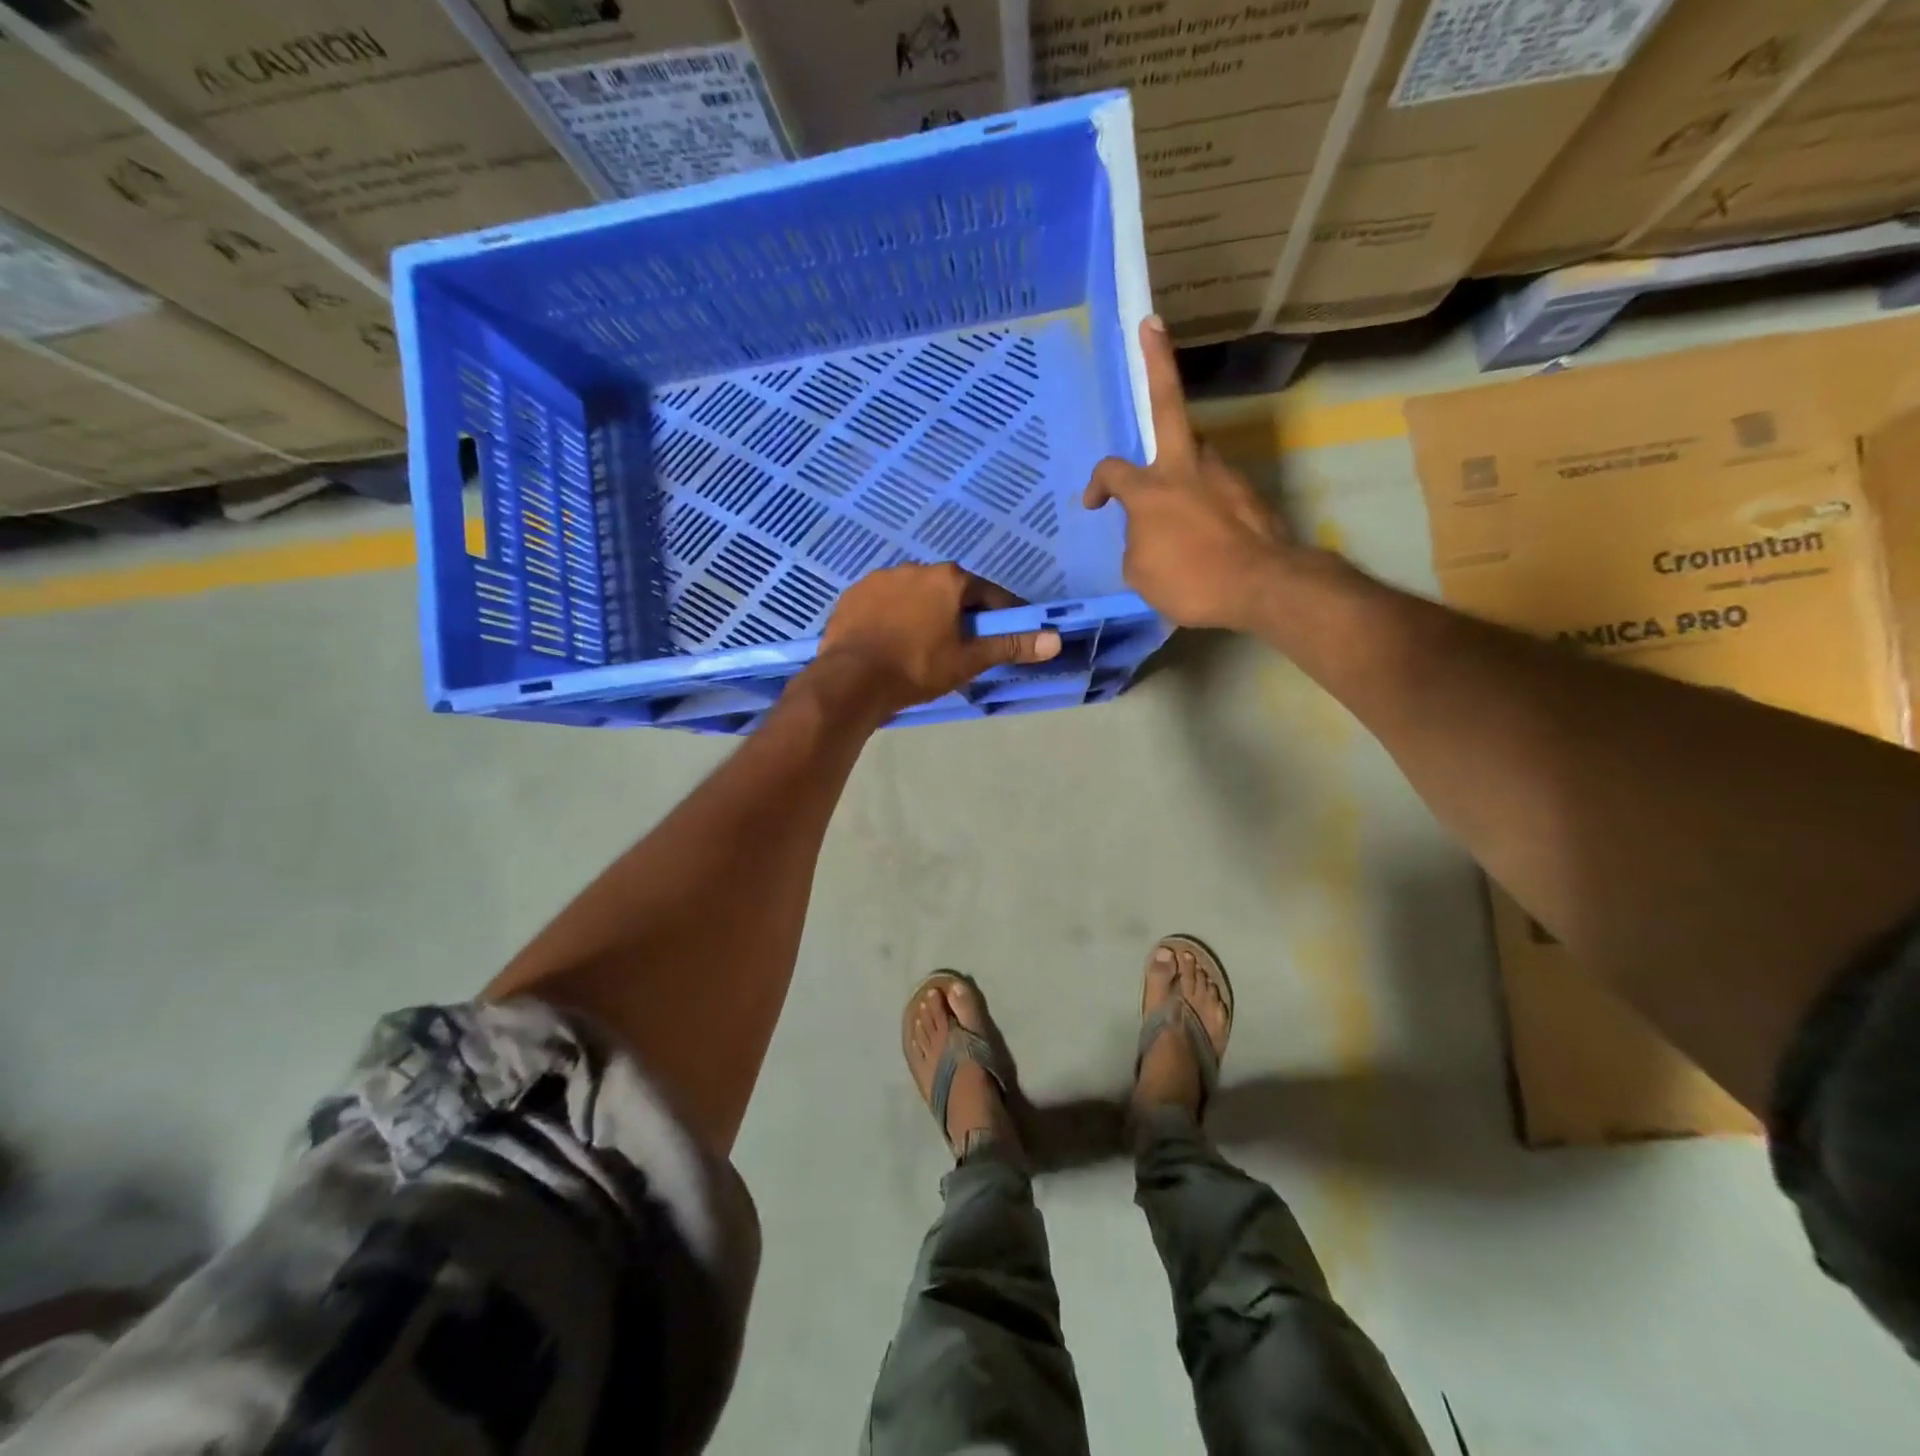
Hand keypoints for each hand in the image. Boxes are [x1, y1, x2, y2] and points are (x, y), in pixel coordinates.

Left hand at [815, 562, 1061, 715]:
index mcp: (949, 579)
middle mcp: (916, 568)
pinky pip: (883, 603)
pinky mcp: (853, 594)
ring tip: (920, 646)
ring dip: (923, 613)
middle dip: (959, 614)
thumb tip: (1055, 639)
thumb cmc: (917, 669)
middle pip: (949, 591)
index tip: (1003, 635)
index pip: (987, 594)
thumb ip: (1010, 645)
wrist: (851, 680)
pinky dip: (891, 617)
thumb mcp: (968, 660)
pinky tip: (888, 641)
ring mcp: (880, 578)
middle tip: (959, 647)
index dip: (1000, 615)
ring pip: (914, 595)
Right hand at [1083, 317, 1296, 630]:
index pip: (1112, 471)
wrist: (1262, 586)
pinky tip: (1204, 528)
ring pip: (1194, 452)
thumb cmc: (1190, 581)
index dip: (1097, 485)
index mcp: (1150, 489)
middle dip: (1157, 362)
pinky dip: (1203, 499)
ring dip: (1181, 459)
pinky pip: (1214, 487)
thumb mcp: (1140, 572)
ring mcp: (1222, 474)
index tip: (1094, 504)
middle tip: (1151, 326)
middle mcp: (1186, 468)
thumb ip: (1137, 540)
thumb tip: (1148, 532)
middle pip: (1167, 404)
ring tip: (1174, 489)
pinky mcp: (1247, 491)